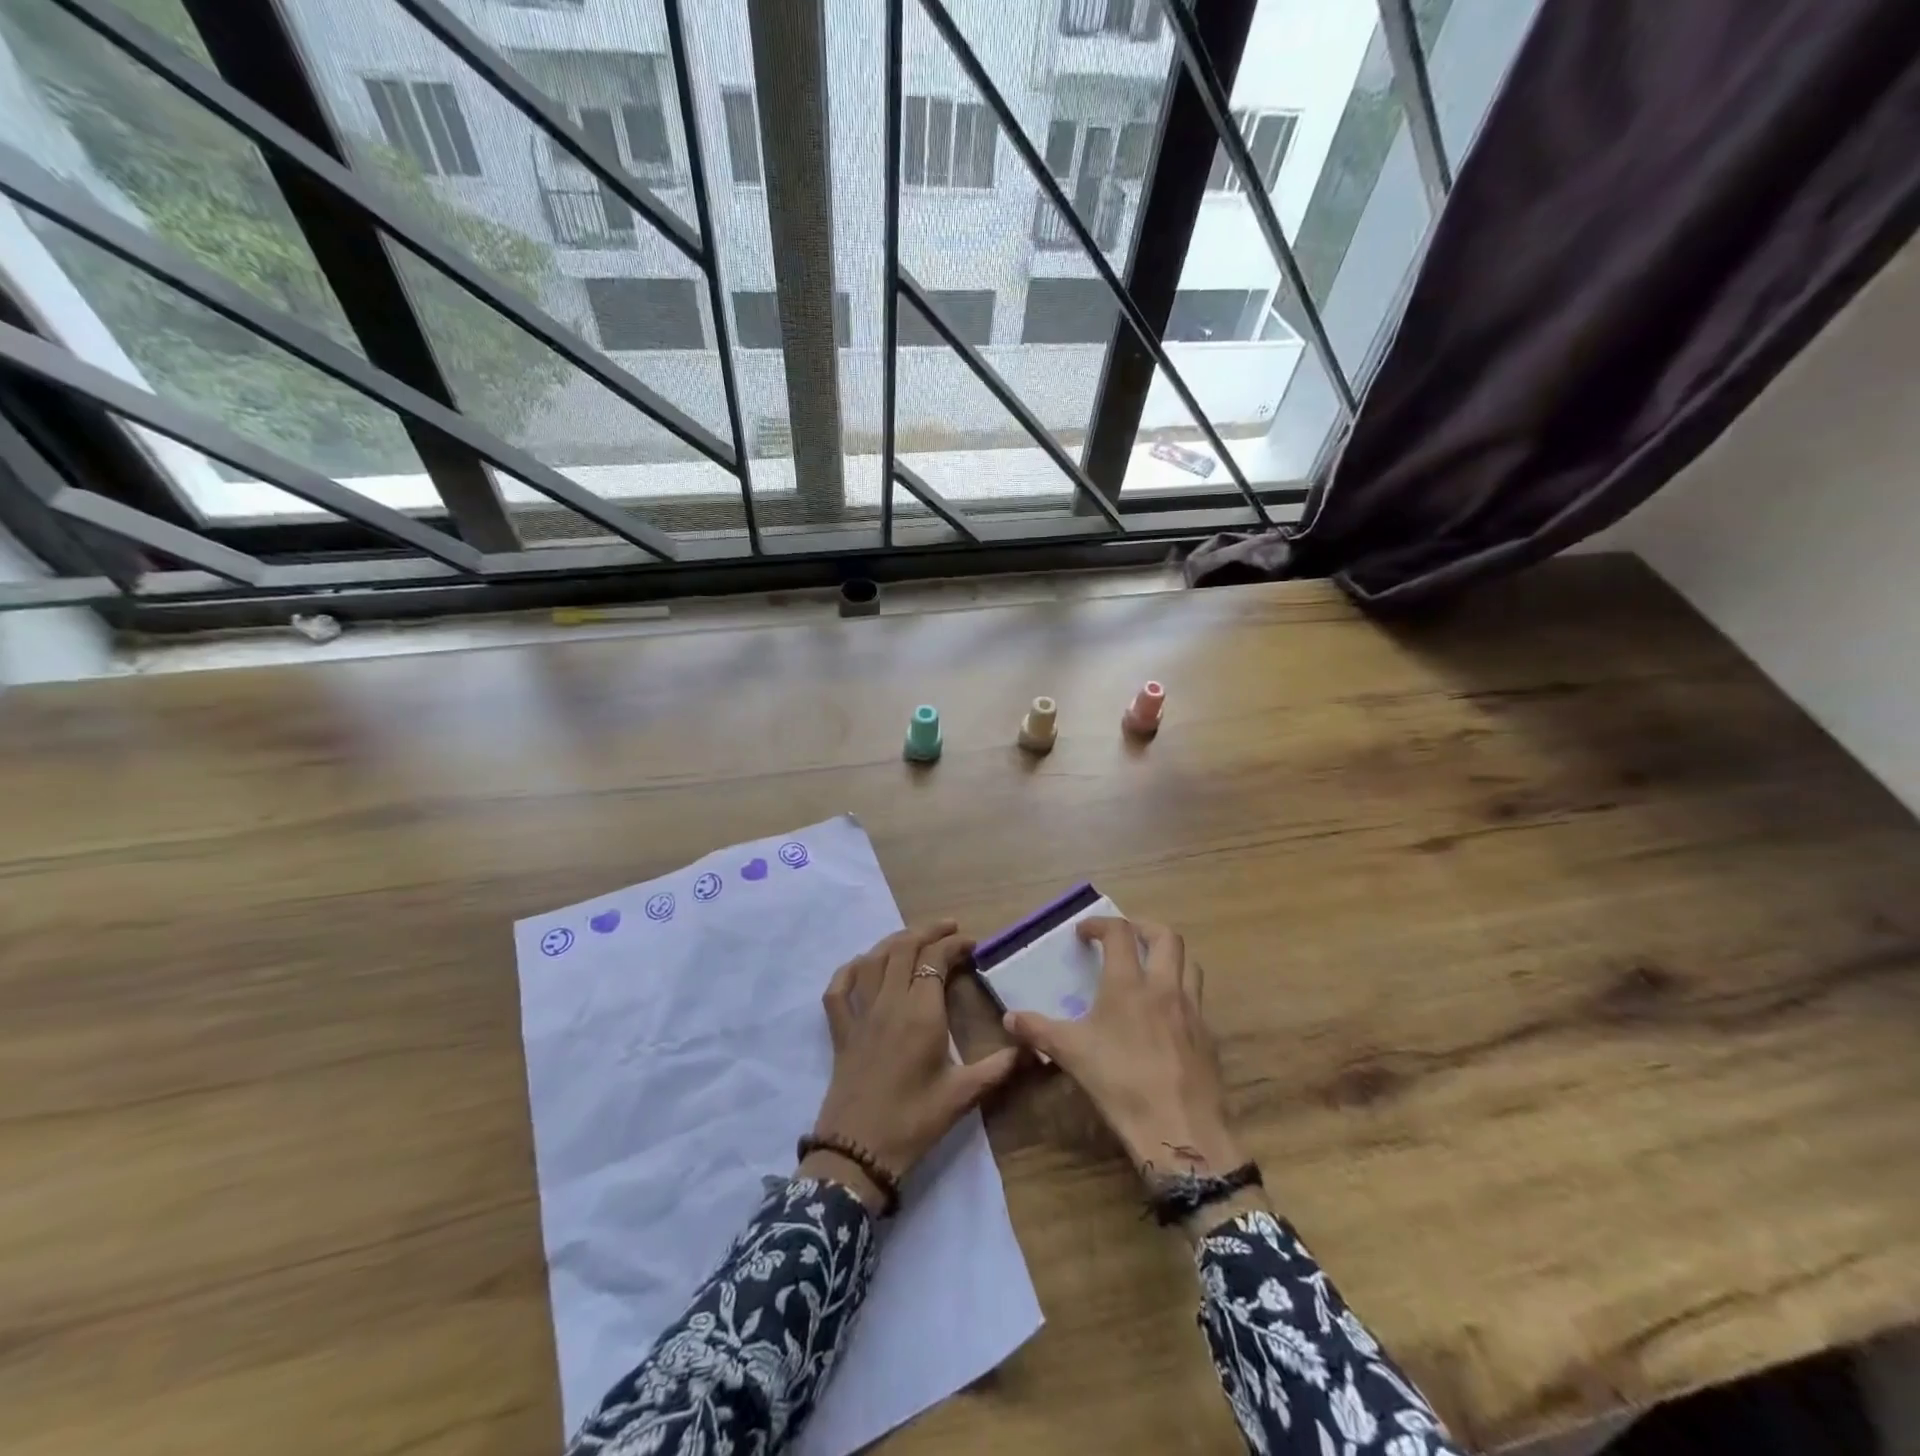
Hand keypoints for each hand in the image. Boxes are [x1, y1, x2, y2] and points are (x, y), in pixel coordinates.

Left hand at [803, 920, 1022, 1211]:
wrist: (858, 1153)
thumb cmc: (914, 1121)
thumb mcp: (963, 1095)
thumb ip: (998, 1068)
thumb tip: (1033, 1049)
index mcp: (920, 1013)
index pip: (935, 960)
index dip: (954, 945)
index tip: (972, 945)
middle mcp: (888, 1002)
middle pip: (903, 948)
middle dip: (927, 931)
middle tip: (950, 929)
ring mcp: (860, 1014)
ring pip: (873, 960)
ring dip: (894, 941)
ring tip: (915, 938)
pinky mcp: (840, 1031)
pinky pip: (838, 988)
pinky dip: (850, 969)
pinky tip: (863, 965)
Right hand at [1001, 917, 1245, 1187]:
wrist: (1180, 1130)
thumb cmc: (1120, 1083)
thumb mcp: (1071, 1054)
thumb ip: (1038, 1030)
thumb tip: (1009, 1018)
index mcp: (1129, 984)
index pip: (1120, 933)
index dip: (1101, 924)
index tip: (1084, 932)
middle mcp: (1164, 987)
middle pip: (1167, 937)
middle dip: (1144, 928)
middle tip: (1125, 937)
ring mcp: (1192, 1011)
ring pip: (1190, 964)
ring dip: (1169, 956)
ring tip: (1149, 968)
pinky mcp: (1208, 1037)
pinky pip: (1197, 1000)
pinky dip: (1181, 993)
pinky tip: (1164, 1016)